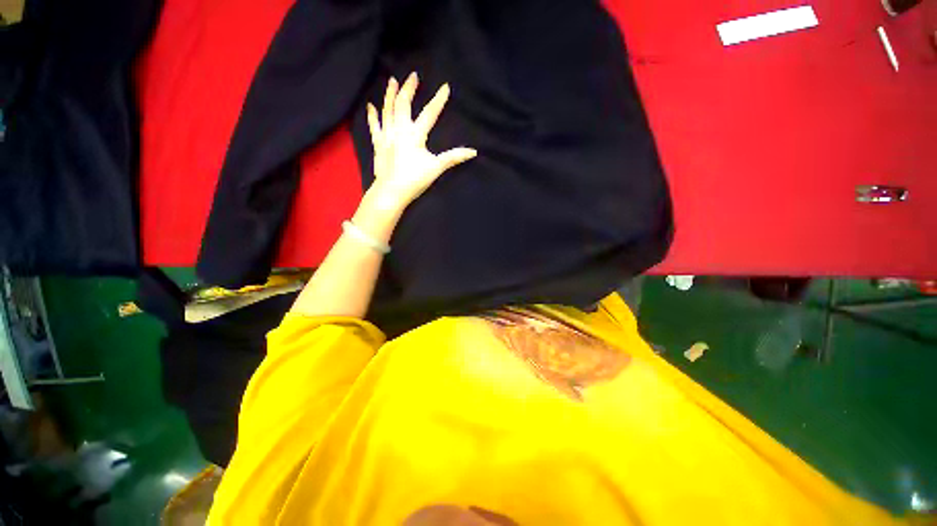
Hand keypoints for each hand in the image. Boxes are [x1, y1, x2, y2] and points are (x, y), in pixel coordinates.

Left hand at [365, 72, 477, 211]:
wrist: (391, 191)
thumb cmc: (414, 180)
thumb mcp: (436, 168)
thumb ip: (453, 157)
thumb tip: (473, 152)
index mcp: (415, 135)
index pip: (429, 113)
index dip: (438, 100)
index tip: (446, 87)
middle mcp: (399, 130)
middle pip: (403, 104)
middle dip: (409, 88)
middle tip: (413, 75)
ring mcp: (387, 136)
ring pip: (387, 110)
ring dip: (390, 94)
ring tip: (393, 81)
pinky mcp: (378, 144)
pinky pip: (374, 126)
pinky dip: (372, 115)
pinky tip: (370, 106)